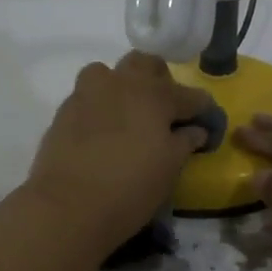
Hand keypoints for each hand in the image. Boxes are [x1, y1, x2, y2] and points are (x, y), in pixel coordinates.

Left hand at [26, 53, 211, 245]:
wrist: (67, 206)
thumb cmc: (130, 187)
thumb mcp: (169, 168)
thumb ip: (185, 142)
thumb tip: (196, 130)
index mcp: (155, 94)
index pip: (191, 95)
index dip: (204, 110)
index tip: (207, 126)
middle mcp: (121, 83)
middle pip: (146, 64)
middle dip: (160, 81)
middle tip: (164, 111)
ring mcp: (88, 93)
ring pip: (109, 73)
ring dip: (122, 86)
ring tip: (127, 116)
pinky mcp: (64, 111)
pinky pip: (87, 96)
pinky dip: (100, 107)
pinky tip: (102, 133)